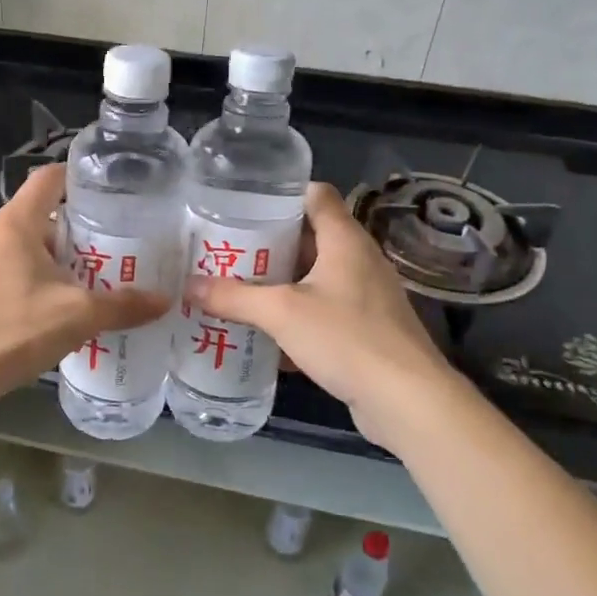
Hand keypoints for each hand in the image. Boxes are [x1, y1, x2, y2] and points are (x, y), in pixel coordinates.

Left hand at [0, 164, 169, 399]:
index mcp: (15, 223)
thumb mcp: (77, 317)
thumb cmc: (13, 330)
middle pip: (37, 217)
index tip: (105, 193)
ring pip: (17, 246)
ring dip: (45, 261)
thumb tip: (165, 301)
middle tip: (103, 256)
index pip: (48, 179)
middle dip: (71, 234)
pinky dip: (21, 280)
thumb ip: (123, 306)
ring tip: (76, 287)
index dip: (76, 178)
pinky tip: (38, 312)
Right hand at [185, 183, 462, 447]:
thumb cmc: (346, 338)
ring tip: (237, 289)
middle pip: (310, 237)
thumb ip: (234, 297)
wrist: (407, 401)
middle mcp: (359, 260)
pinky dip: (296, 316)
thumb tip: (189, 286)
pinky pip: (324, 311)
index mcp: (344, 240)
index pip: (316, 195)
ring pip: (315, 277)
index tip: (244, 205)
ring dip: (280, 283)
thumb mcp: (281, 313)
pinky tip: (266, 335)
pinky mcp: (367, 330)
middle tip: (228, 251)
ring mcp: (366, 296)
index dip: (281, 194)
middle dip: (269, 244)